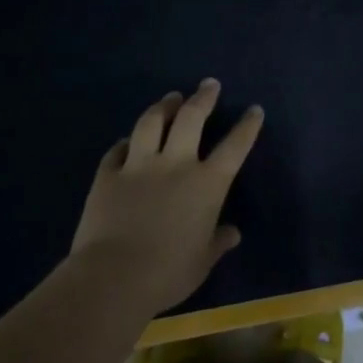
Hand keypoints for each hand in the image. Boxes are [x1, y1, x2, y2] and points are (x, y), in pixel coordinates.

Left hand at [66, 80, 263, 317]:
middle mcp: (176, 164)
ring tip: (171, 98)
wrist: (112, 278)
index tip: (255, 109)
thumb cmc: (167, 273)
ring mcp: (139, 166)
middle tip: (209, 84)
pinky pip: (117, 150)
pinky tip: (128, 140)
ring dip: (164, 106)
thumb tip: (232, 233)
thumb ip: (218, 242)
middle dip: (203, 97)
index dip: (247, 126)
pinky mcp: (108, 175)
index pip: (235, 146)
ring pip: (152, 123)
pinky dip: (125, 142)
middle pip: (192, 118)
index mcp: (207, 184)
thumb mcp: (202, 262)